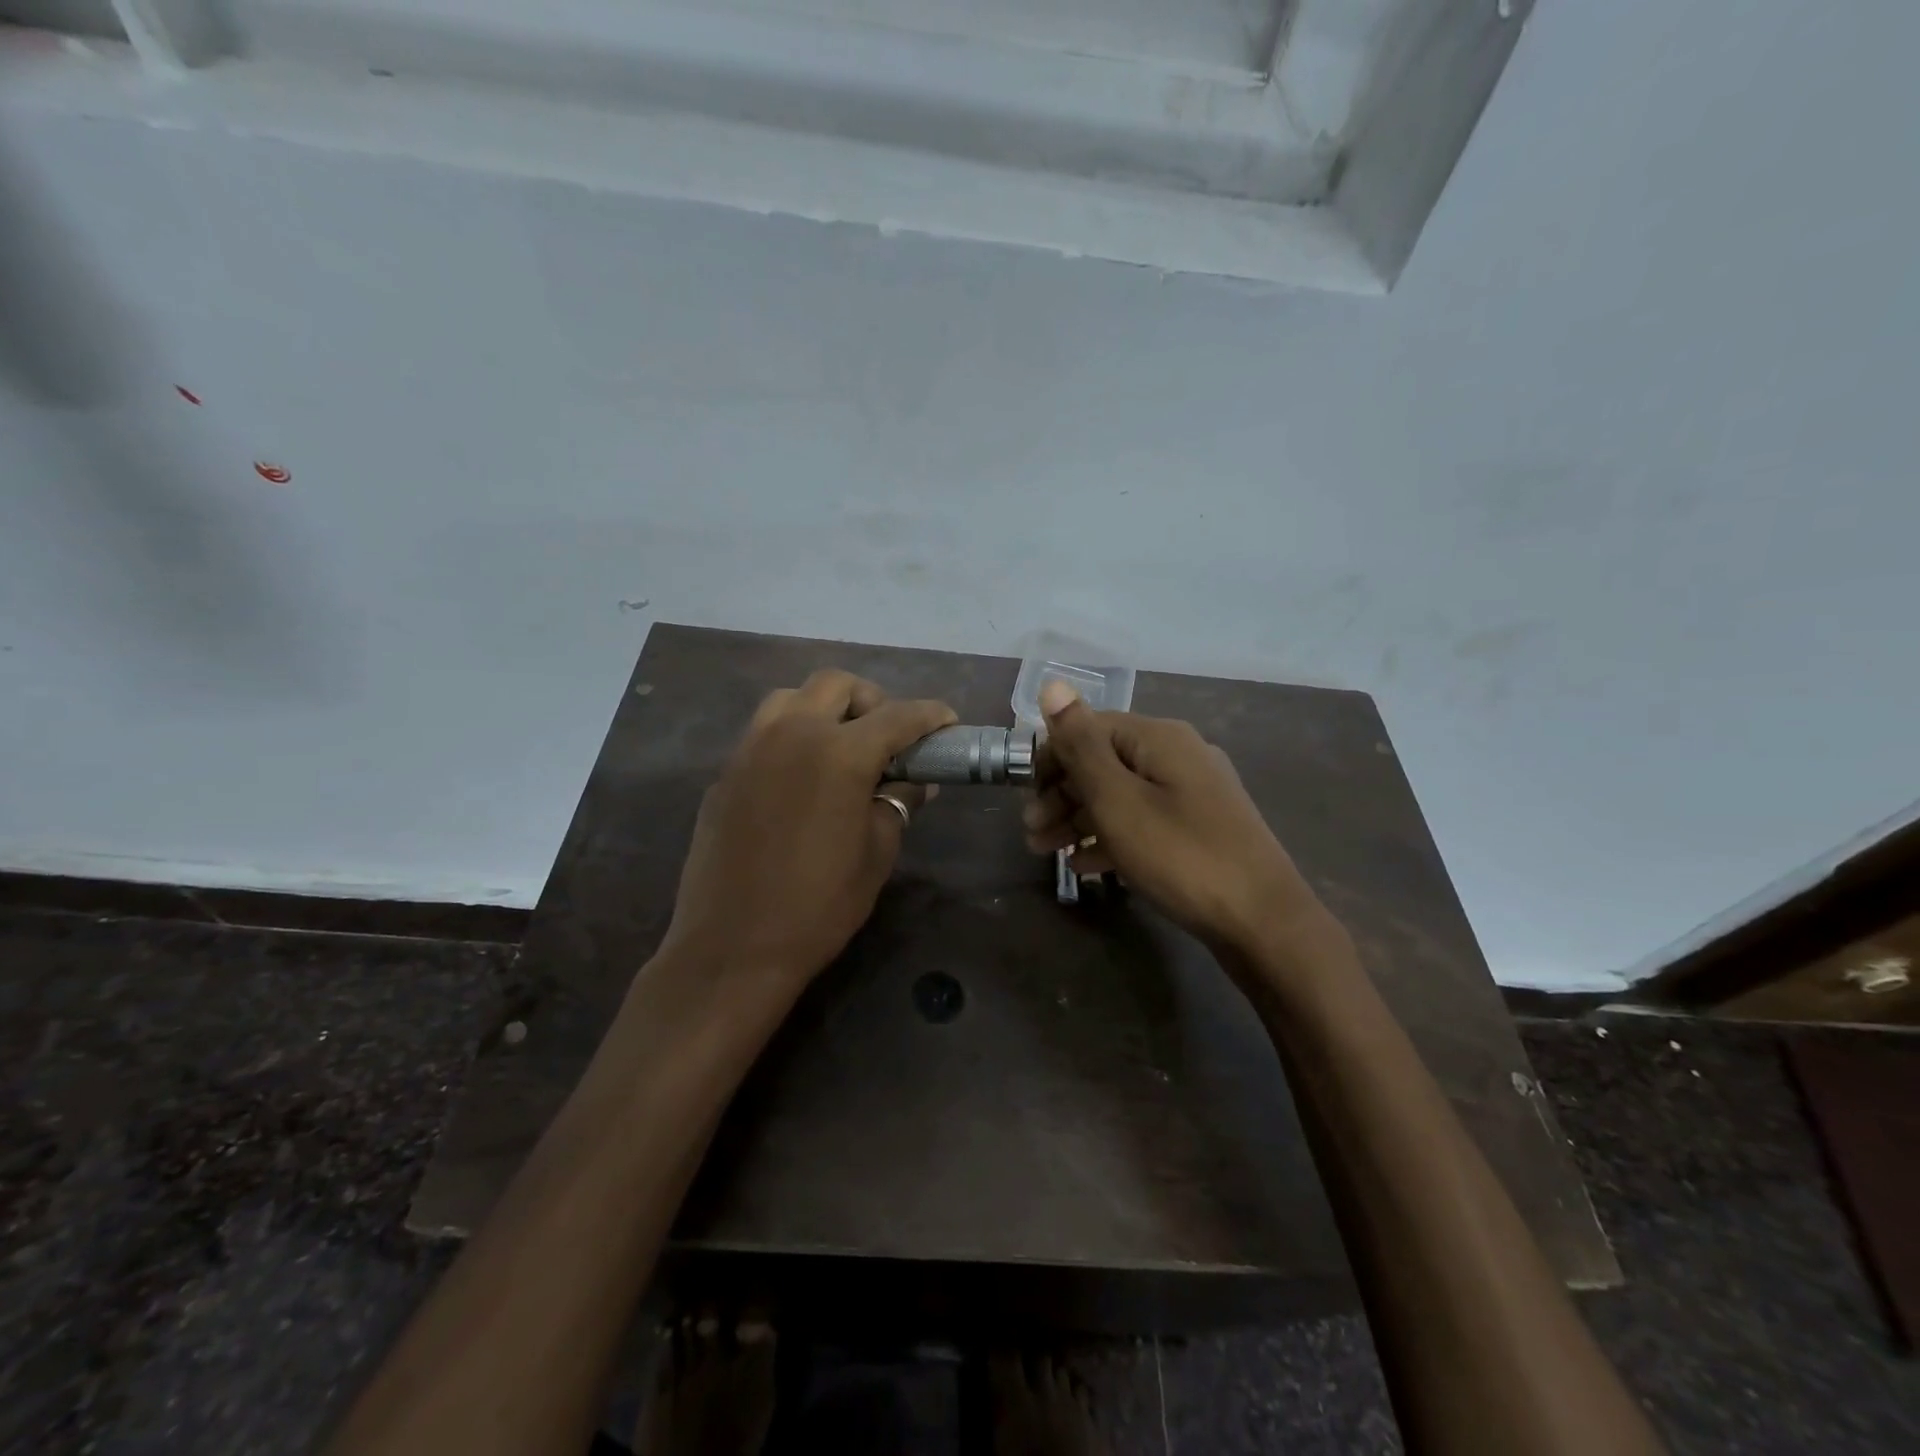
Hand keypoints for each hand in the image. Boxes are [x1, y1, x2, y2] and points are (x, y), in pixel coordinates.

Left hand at [660, 669, 956, 985]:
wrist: (733, 946)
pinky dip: (792, 735)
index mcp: (840, 753)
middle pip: (836, 685)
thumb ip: (897, 804)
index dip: (929, 716)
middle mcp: (792, 734)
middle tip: (887, 736)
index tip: (947, 721)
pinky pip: (763, 732)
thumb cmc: (819, 905)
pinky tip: (802, 777)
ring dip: (824, 708)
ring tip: (841, 745)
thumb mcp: (877, 854)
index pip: (897, 716)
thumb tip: (914, 782)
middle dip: (871, 700)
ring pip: (791, 697)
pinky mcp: (725, 772)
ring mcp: (751, 749)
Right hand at [1024, 681, 1333, 960]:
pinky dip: (1111, 837)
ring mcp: (1193, 794)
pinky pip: (1144, 822)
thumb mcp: (1118, 800)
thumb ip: (1081, 744)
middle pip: (1104, 762)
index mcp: (1159, 738)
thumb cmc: (1180, 855)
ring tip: (1046, 852)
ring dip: (1079, 819)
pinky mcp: (1200, 829)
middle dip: (1061, 794)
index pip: (1090, 728)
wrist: (1263, 922)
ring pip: (1121, 796)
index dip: (1052, 757)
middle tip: (1030, 832)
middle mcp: (1178, 756)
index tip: (1026, 796)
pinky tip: (1085, 865)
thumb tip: (1053, 684)